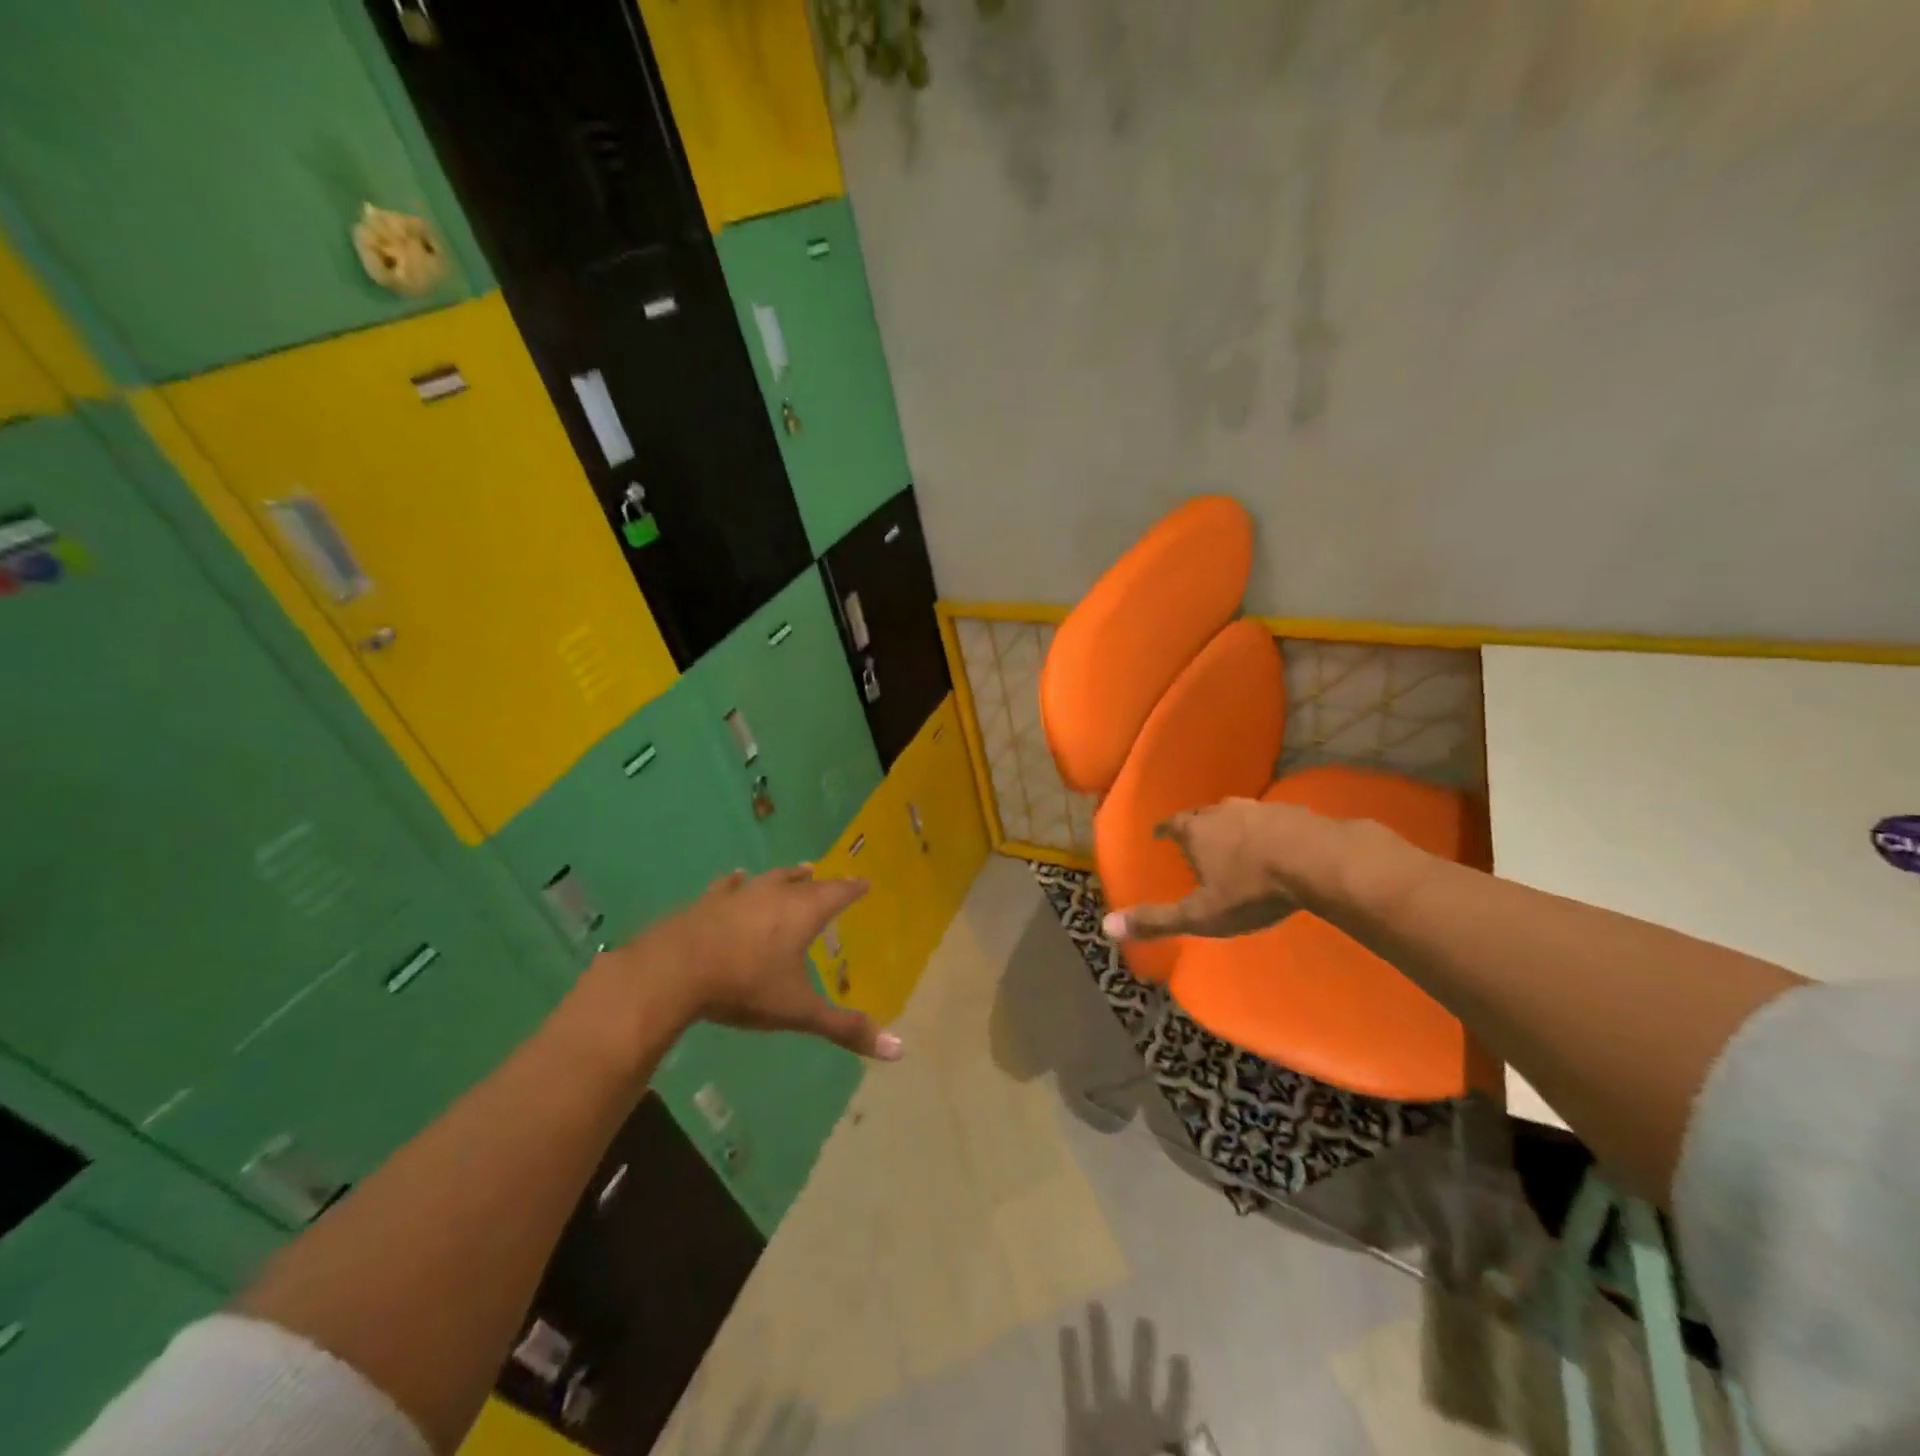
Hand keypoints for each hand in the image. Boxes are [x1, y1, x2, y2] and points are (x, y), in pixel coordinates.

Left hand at [600, 866, 901, 1060]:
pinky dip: (736, 882)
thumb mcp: (798, 1011)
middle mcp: (774, 895)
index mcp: (802, 913)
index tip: (865, 881)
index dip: (853, 889)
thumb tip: (898, 1051)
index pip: (838, 893)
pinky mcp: (707, 902)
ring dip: (786, 876)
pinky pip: (729, 886)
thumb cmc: (745, 986)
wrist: (674, 971)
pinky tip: (735, 877)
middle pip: (805, 883)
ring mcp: (739, 895)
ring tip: (798, 870)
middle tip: (829, 877)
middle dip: (821, 882)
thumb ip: (845, 1028)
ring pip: (770, 878)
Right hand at [1101, 797, 1300, 941]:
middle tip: (1196, 837)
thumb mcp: (1201, 915)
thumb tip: (1107, 926)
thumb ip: (1156, 921)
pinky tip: (1275, 843)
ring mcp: (1260, 808)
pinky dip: (1266, 829)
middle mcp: (1223, 811)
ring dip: (1232, 825)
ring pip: (1237, 813)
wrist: (1318, 862)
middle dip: (1197, 825)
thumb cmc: (1251, 890)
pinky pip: (1271, 819)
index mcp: (1196, 830)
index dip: (1164, 829)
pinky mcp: (1294, 813)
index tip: (1160, 833)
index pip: (1172, 824)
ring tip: (1233, 839)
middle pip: (1203, 813)